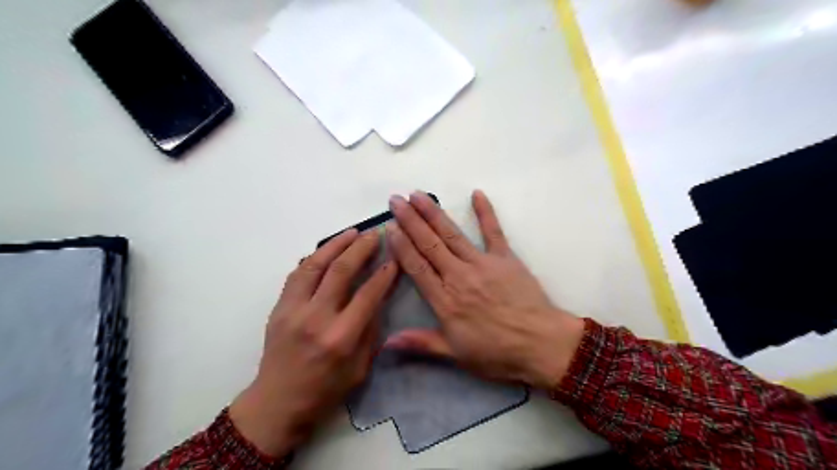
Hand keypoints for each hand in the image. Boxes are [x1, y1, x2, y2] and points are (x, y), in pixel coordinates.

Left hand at [227, 230, 397, 457]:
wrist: (277, 403)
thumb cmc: (325, 391)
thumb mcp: (360, 368)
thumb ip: (370, 330)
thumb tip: (378, 297)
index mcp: (341, 338)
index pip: (368, 295)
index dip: (384, 274)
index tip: (394, 258)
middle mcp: (316, 318)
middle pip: (341, 271)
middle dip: (361, 248)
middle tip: (375, 234)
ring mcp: (293, 310)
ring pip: (315, 265)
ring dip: (335, 245)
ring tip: (351, 232)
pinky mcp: (279, 308)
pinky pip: (297, 274)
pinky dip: (314, 258)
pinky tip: (326, 250)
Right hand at [384, 189, 582, 391]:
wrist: (541, 345)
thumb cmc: (496, 353)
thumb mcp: (455, 354)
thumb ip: (421, 343)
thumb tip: (385, 343)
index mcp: (445, 300)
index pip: (417, 266)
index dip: (401, 245)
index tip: (389, 226)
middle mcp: (459, 276)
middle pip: (429, 244)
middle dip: (410, 220)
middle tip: (396, 199)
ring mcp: (482, 263)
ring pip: (451, 234)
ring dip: (433, 213)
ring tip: (418, 195)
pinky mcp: (505, 258)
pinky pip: (493, 231)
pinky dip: (485, 212)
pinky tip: (477, 193)